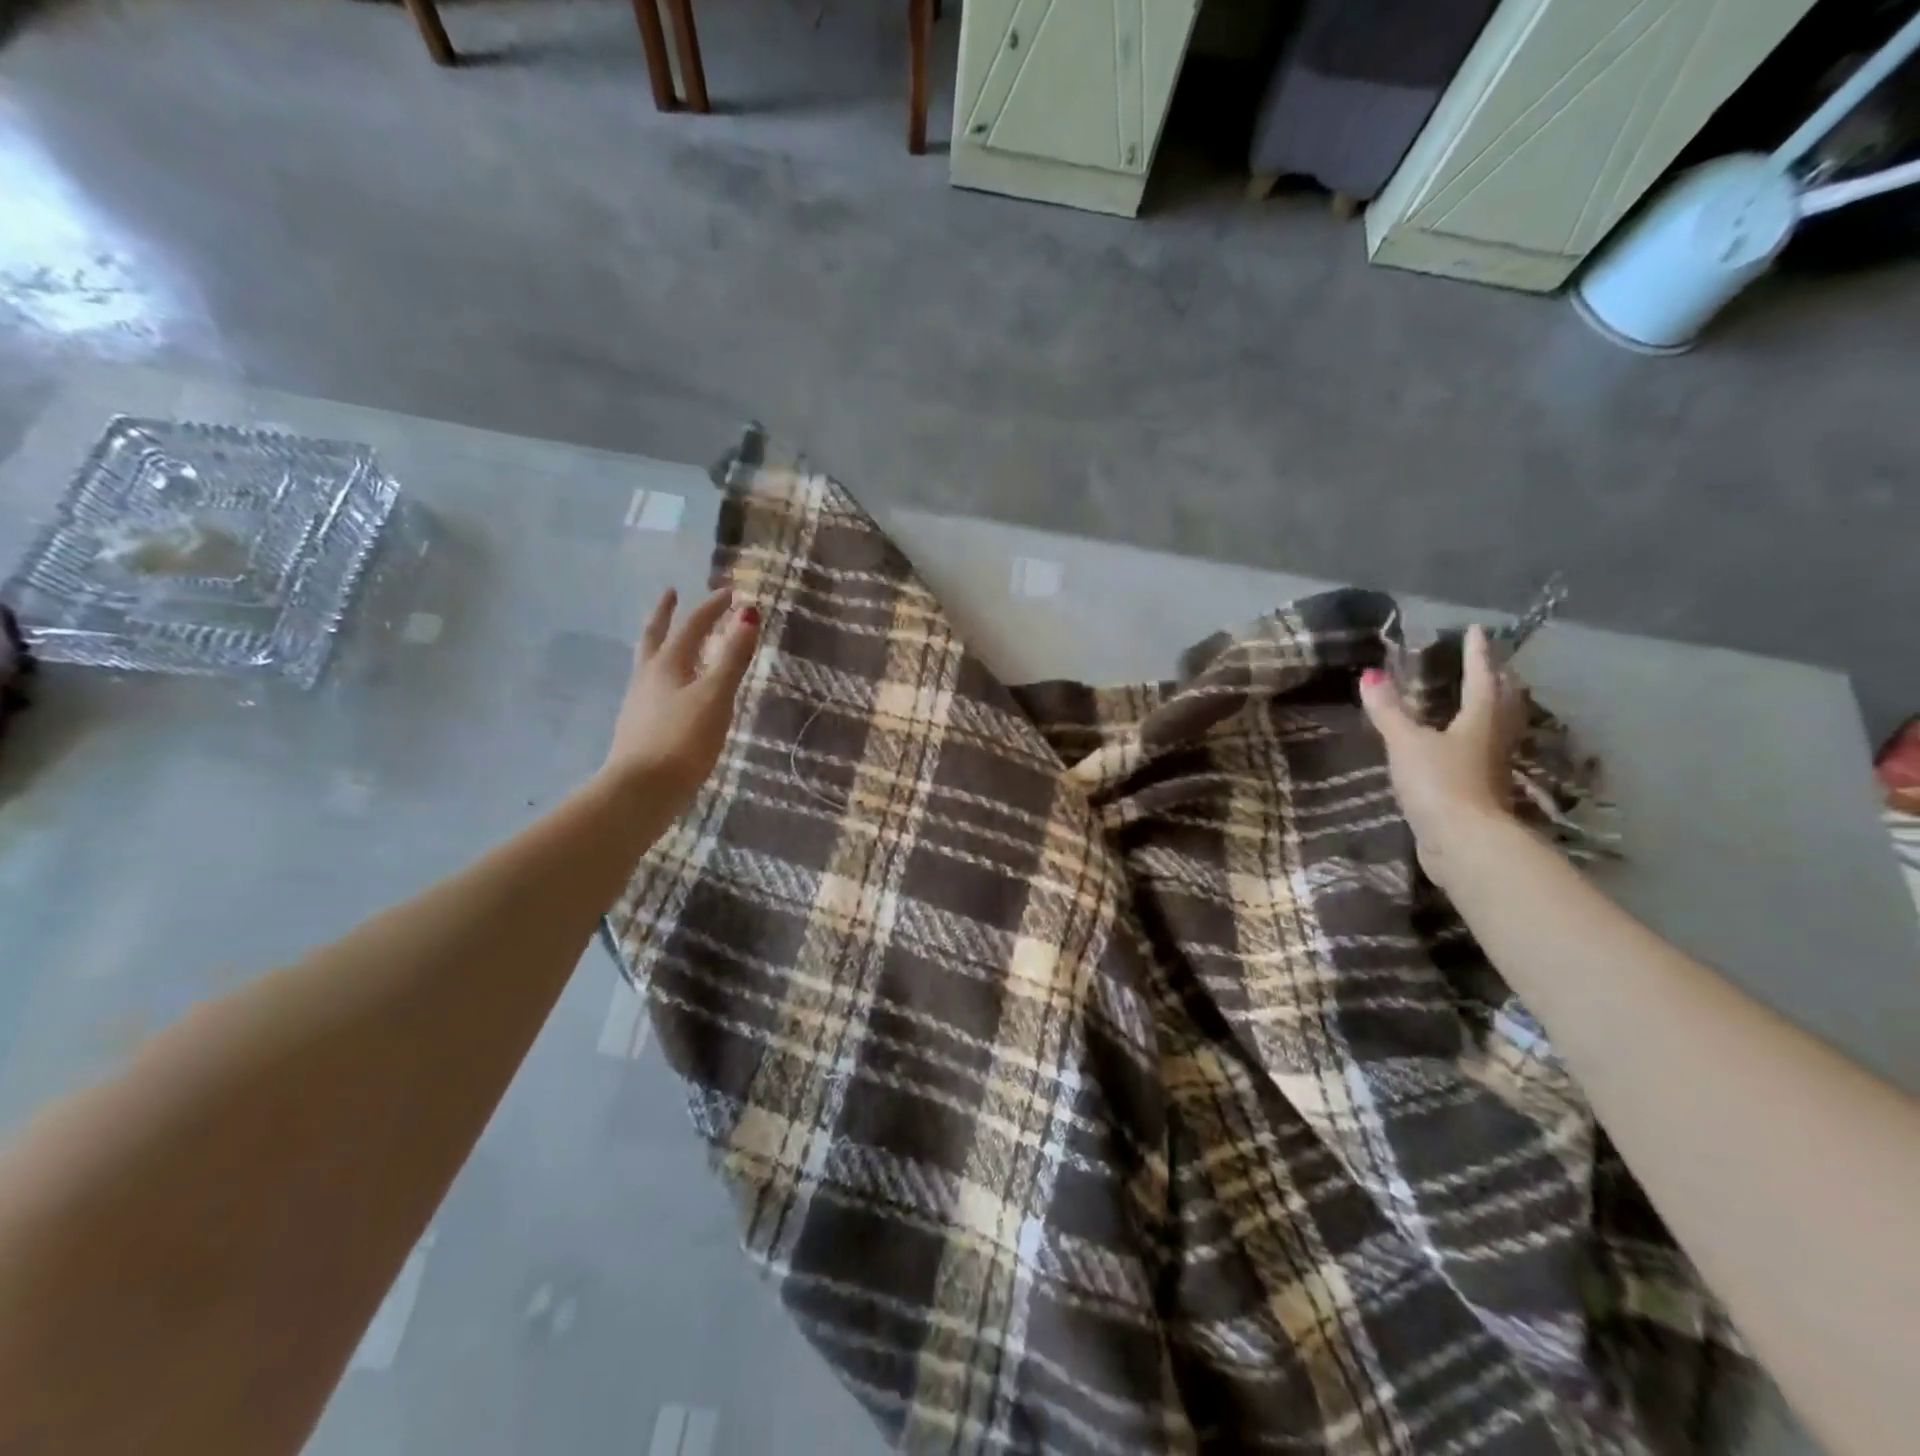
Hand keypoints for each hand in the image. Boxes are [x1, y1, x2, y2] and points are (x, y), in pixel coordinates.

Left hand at [601, 587, 759, 808]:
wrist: (642, 789)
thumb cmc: (683, 739)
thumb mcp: (716, 696)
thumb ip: (732, 657)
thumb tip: (748, 613)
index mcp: (667, 664)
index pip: (692, 626)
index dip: (712, 608)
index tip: (730, 593)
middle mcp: (648, 676)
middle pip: (655, 636)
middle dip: (665, 613)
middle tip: (670, 593)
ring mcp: (639, 702)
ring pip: (649, 661)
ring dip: (661, 642)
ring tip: (670, 639)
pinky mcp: (638, 726)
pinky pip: (650, 686)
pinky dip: (662, 674)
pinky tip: (669, 690)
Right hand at [1359, 624, 1522, 888]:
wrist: (1463, 843)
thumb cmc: (1439, 783)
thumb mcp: (1407, 743)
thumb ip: (1389, 711)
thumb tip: (1371, 675)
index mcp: (1480, 720)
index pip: (1480, 678)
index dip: (1476, 654)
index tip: (1476, 630)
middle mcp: (1493, 739)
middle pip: (1502, 703)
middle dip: (1497, 681)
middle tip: (1491, 664)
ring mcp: (1490, 768)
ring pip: (1497, 729)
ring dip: (1494, 710)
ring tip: (1483, 699)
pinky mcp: (1481, 792)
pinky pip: (1482, 754)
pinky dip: (1476, 741)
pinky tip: (1463, 747)